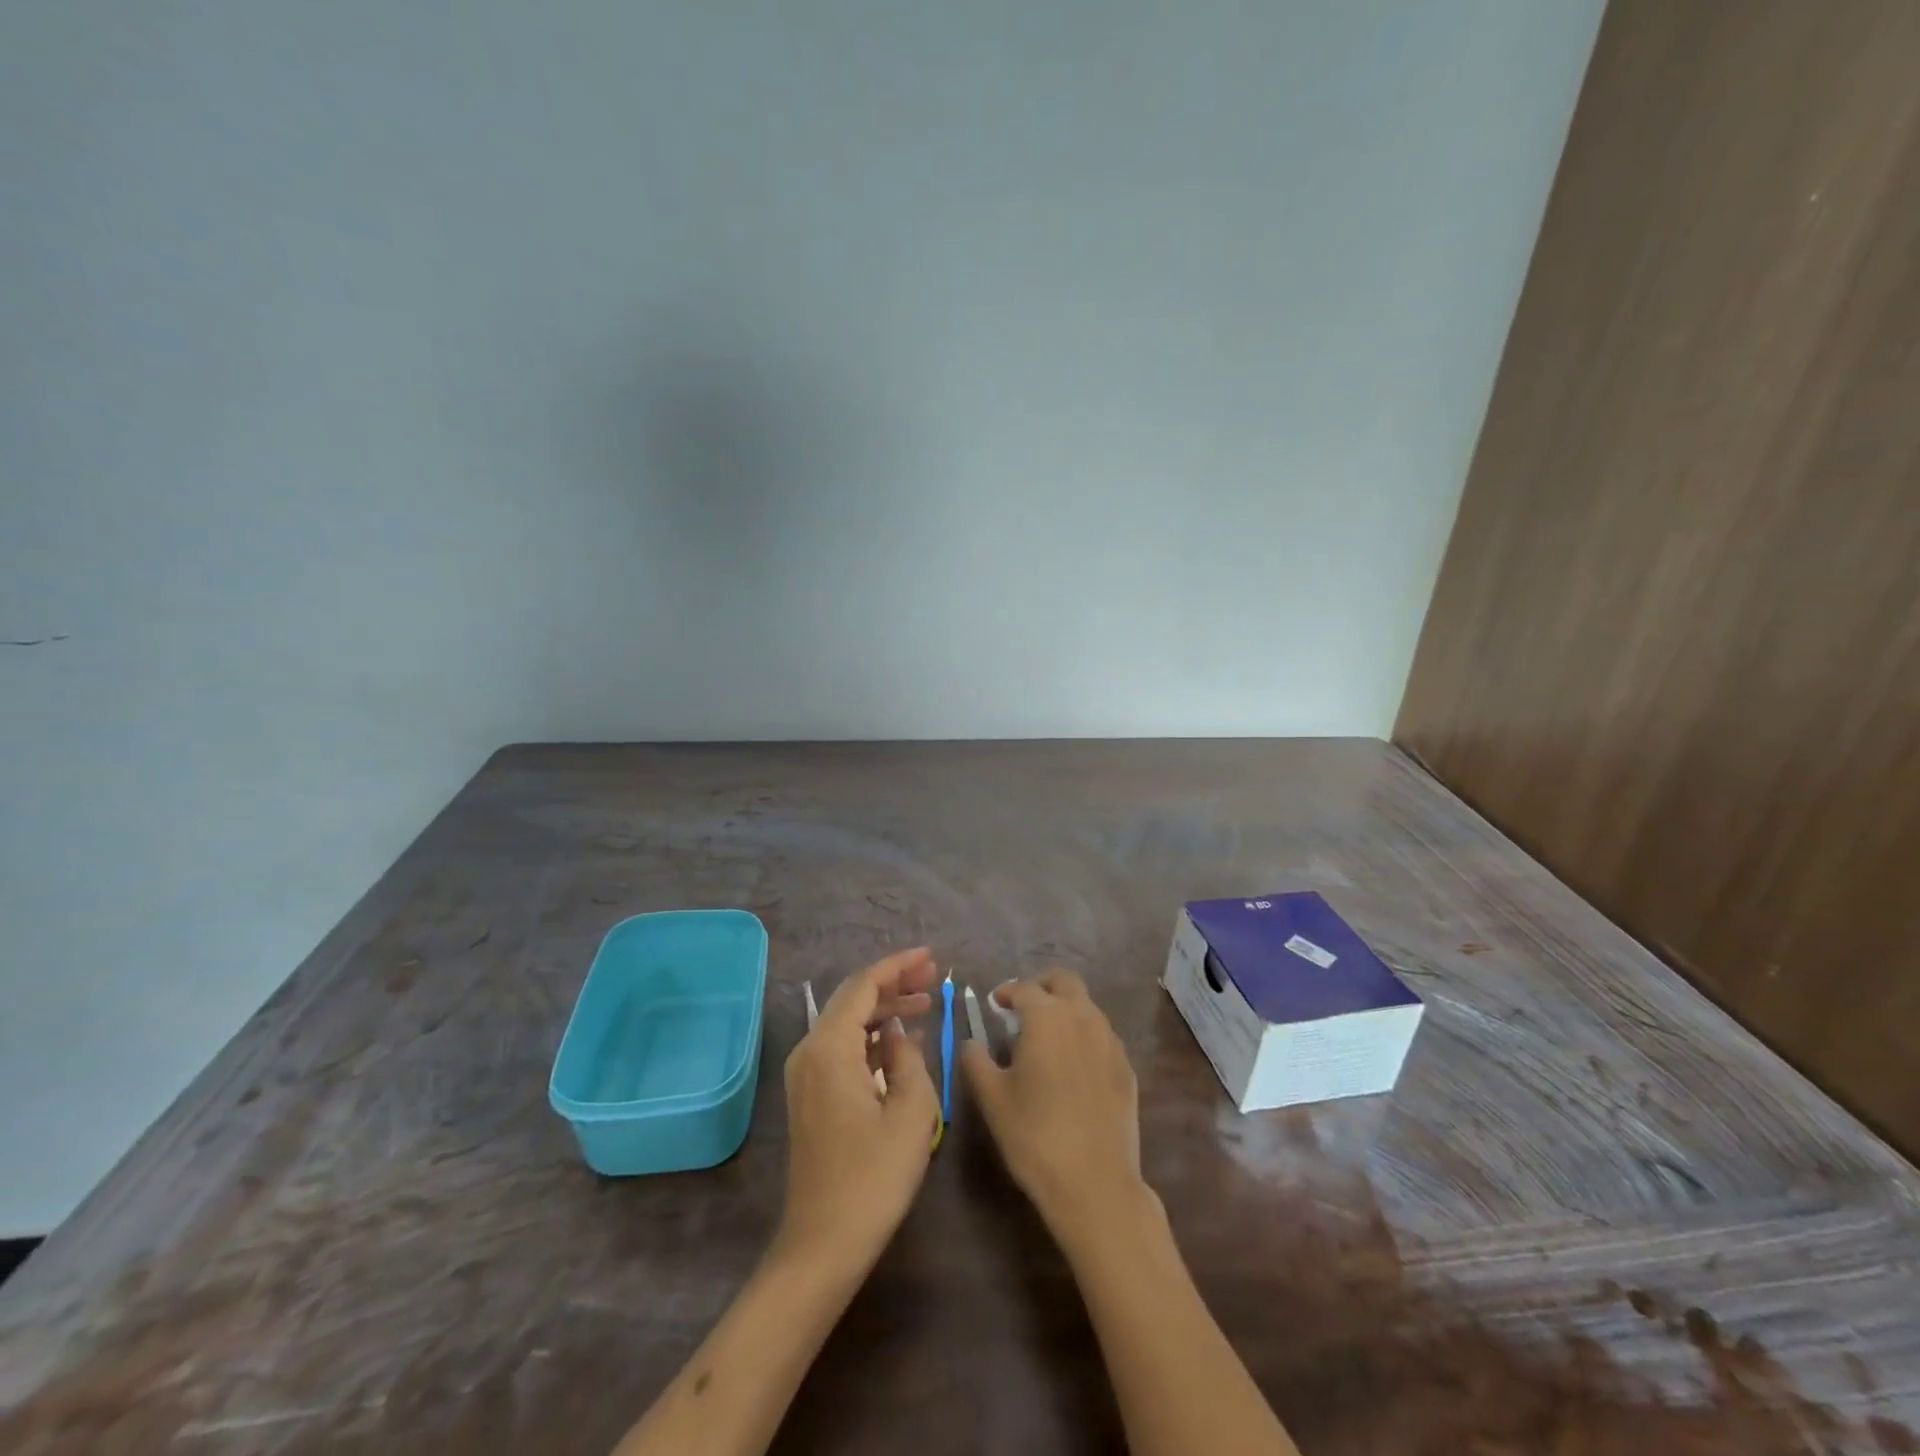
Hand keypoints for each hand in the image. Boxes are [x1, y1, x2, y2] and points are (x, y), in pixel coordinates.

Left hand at [778, 947, 941, 1272]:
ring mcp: (806, 1074)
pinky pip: (842, 1047)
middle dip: (893, 982)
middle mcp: (810, 1051)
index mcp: (830, 1048)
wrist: (824, 1243)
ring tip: (925, 1003)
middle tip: (933, 977)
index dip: (898, 965)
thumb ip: (909, 1059)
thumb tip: (898, 1036)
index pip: (864, 986)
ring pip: (847, 1022)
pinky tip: (900, 1042)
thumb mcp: (911, 1112)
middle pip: (852, 999)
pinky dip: (871, 1036)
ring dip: (883, 1009)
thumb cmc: (873, 1177)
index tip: (931, 958)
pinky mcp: (811, 1095)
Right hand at [960, 970, 1146, 1236]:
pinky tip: (1073, 1069)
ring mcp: (1110, 1041)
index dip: (1006, 993)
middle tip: (1023, 1009)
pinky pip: (1102, 1036)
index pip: (1023, 988)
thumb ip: (976, 1061)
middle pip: (1063, 981)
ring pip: (1086, 1007)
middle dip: (1042, 987)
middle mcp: (1082, 1016)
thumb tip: (971, 1042)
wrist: (1095, 1183)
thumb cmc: (1035, 1135)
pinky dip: (1084, 1037)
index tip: (994, 1005)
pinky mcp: (1126, 1067)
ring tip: (1047, 1040)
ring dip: (1065, 1010)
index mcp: (1047, 1016)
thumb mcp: (992, 1098)